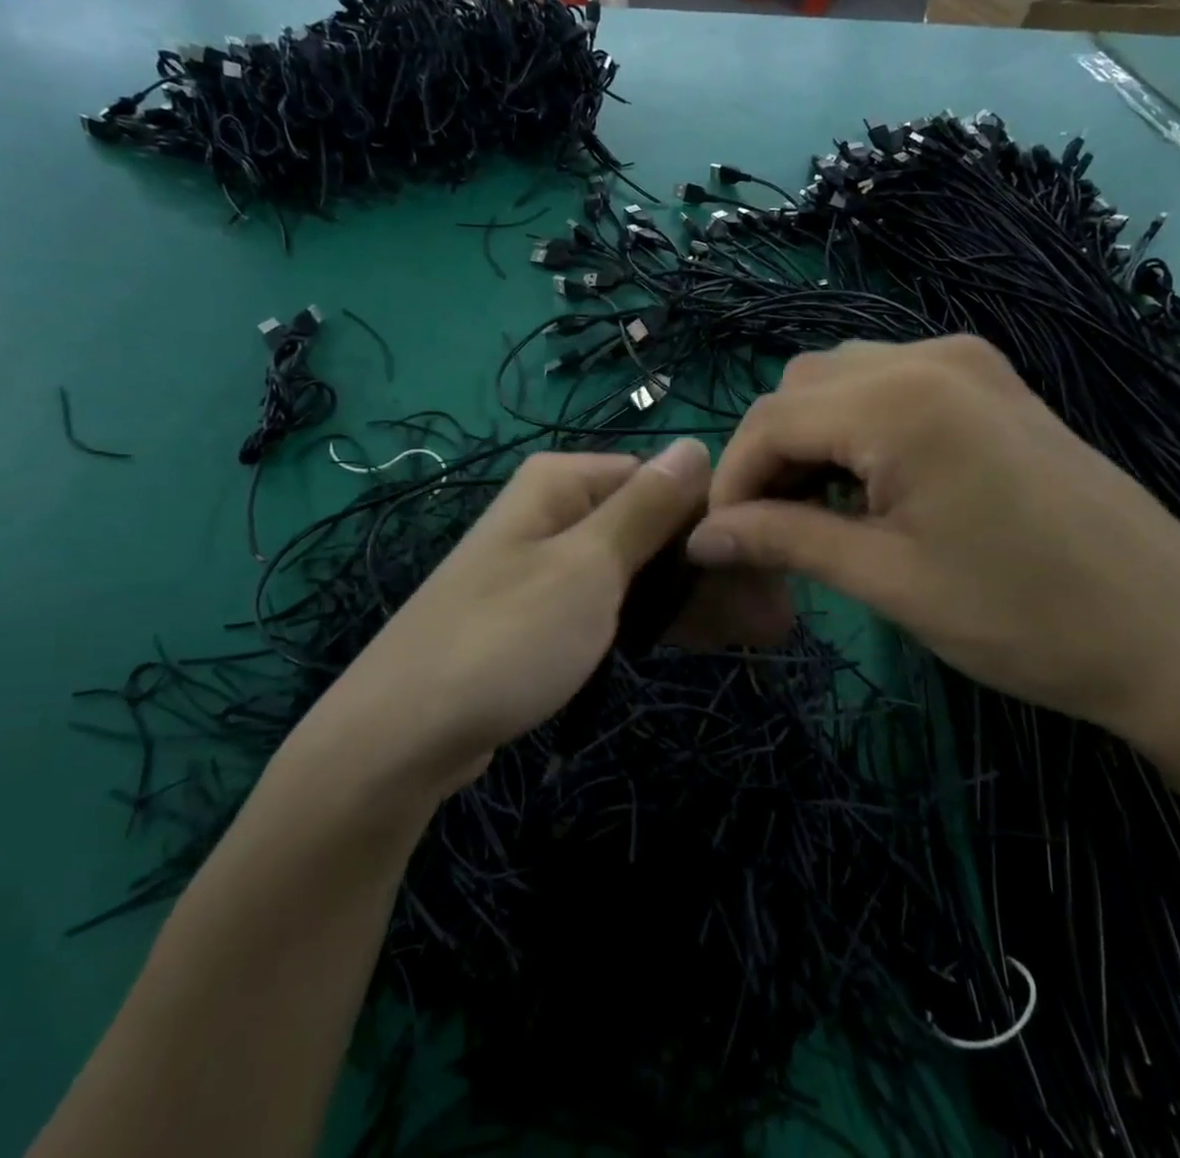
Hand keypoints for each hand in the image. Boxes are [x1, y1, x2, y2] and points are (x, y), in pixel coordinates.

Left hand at [304, 440, 785, 796]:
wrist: (401, 736)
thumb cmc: (505, 637)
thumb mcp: (587, 567)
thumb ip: (646, 507)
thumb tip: (693, 444)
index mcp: (565, 483)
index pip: (664, 479)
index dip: (719, 518)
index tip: (772, 567)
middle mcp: (558, 513)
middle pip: (656, 527)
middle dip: (715, 568)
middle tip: (778, 619)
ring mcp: (551, 567)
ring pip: (641, 570)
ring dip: (697, 597)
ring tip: (763, 634)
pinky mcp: (546, 616)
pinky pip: (616, 605)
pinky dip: (658, 620)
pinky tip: (707, 639)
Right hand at [685, 337, 1179, 740]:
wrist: (1174, 632)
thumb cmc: (1024, 616)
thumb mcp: (887, 580)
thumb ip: (783, 542)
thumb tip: (702, 537)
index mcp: (899, 401)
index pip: (770, 421)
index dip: (731, 481)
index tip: (718, 541)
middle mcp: (928, 357)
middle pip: (799, 389)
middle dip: (767, 455)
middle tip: (769, 530)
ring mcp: (967, 361)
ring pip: (840, 379)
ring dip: (810, 438)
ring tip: (816, 511)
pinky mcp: (991, 381)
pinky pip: (889, 383)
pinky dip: (856, 427)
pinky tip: (869, 485)